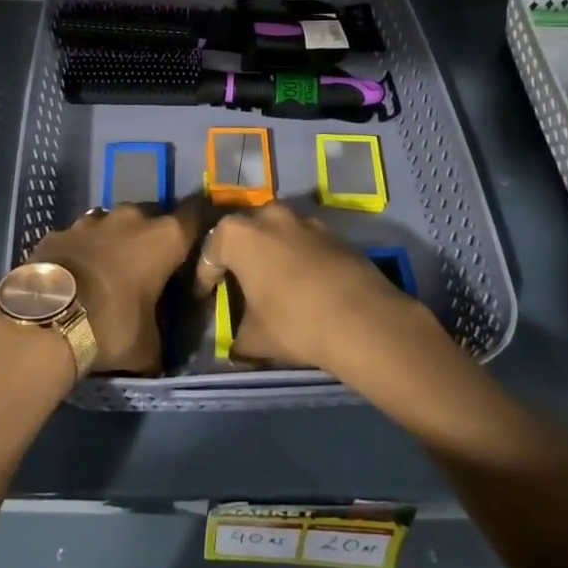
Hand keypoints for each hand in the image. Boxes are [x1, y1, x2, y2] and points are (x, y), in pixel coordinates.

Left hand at [30, 202, 201, 374]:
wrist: (45, 319)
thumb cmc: (111, 327)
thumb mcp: (147, 347)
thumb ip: (161, 339)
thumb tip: (160, 353)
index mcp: (164, 239)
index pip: (196, 214)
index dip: (201, 222)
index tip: (200, 237)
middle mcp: (131, 219)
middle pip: (152, 216)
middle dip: (153, 235)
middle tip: (152, 263)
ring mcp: (91, 221)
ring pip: (113, 223)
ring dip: (116, 240)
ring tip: (111, 268)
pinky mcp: (58, 231)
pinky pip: (79, 237)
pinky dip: (82, 251)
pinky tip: (77, 274)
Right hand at [192, 202, 413, 371]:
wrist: (363, 319)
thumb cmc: (293, 322)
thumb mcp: (254, 339)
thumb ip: (236, 341)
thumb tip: (232, 351)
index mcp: (237, 234)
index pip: (209, 254)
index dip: (203, 278)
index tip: (203, 297)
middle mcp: (267, 215)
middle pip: (243, 233)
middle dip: (238, 256)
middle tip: (237, 282)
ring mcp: (303, 219)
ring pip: (276, 233)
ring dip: (270, 252)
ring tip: (272, 282)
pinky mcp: (333, 231)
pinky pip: (304, 241)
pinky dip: (298, 257)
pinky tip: (303, 283)